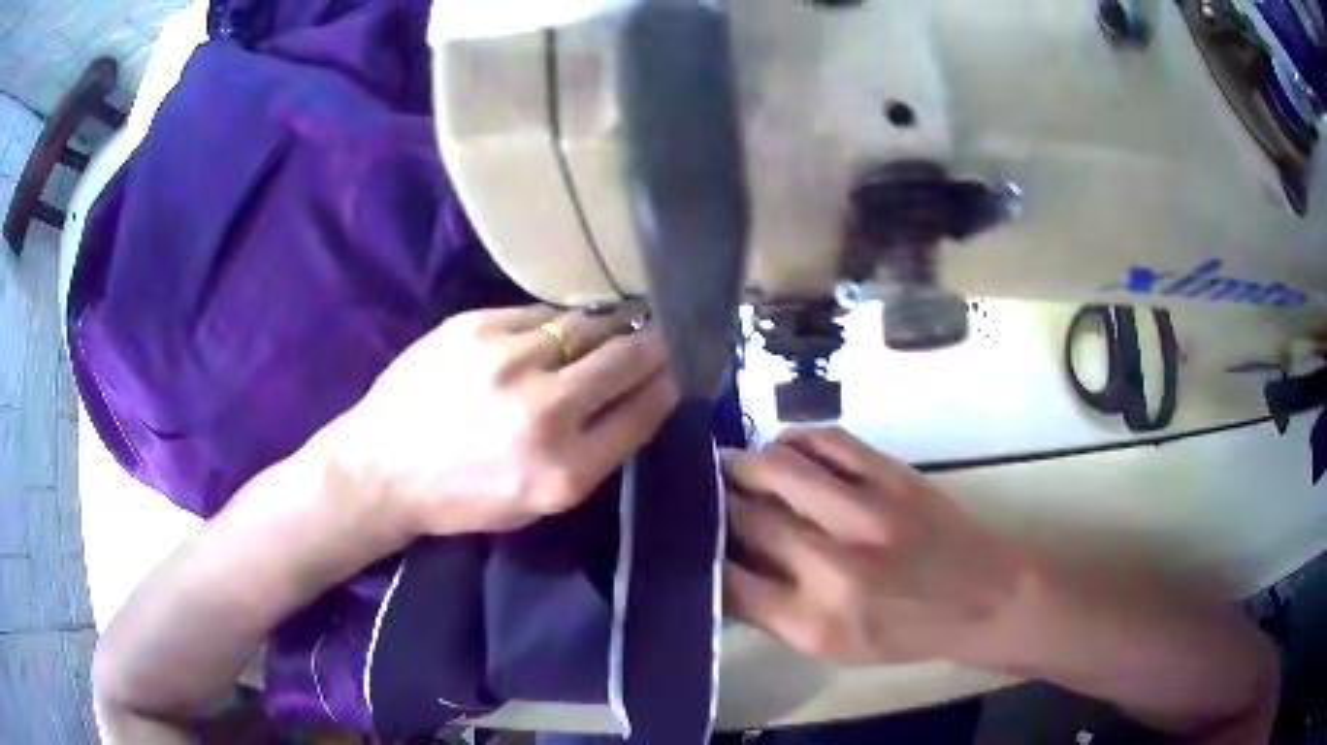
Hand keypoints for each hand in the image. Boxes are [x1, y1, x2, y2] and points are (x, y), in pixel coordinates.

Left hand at [329, 305, 680, 538]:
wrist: (381, 467)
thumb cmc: (460, 497)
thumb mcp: (537, 502)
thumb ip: (593, 455)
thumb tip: (637, 398)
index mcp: (564, 471)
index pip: (643, 413)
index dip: (670, 385)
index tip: (682, 369)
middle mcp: (545, 411)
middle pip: (627, 360)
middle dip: (656, 345)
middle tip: (667, 335)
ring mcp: (509, 360)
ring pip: (588, 325)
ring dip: (613, 325)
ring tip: (623, 323)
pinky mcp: (476, 325)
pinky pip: (540, 314)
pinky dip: (559, 323)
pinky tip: (561, 329)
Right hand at [723, 428, 1030, 665]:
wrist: (984, 596)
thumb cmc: (905, 633)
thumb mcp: (833, 648)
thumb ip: (773, 612)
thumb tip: (723, 568)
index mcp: (814, 622)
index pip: (727, 581)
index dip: (698, 554)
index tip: (683, 538)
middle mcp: (834, 566)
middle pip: (747, 519)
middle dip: (712, 503)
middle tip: (696, 495)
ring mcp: (867, 513)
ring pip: (779, 469)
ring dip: (744, 463)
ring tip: (732, 467)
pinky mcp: (893, 476)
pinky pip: (827, 442)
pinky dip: (794, 441)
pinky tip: (784, 451)